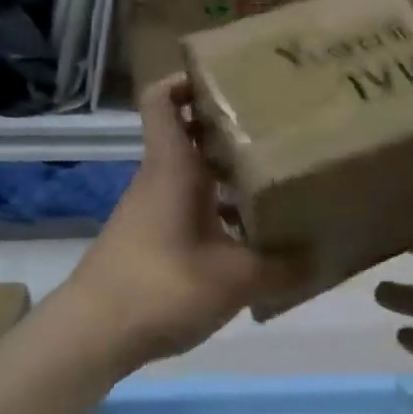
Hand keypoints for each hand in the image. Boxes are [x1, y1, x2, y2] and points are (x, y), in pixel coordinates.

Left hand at [68, 76, 302, 364]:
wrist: (93, 333)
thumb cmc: (163, 286)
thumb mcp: (235, 278)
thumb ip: (281, 267)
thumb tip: (320, 258)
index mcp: (173, 168)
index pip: (162, 100)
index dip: (187, 80)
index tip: (229, 80)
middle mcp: (159, 179)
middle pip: (188, 136)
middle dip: (227, 129)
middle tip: (276, 130)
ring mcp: (150, 210)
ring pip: (190, 176)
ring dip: (226, 176)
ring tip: (275, 183)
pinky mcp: (149, 240)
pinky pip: (188, 209)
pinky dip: (216, 213)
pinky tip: (249, 239)